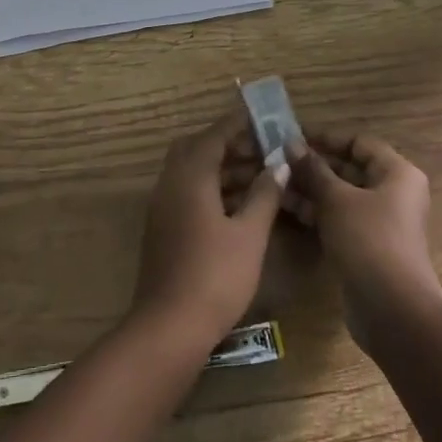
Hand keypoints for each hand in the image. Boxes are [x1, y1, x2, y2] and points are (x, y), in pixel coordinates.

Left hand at [130, 108, 288, 347]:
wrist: (169, 326)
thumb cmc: (216, 276)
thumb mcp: (250, 234)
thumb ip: (264, 194)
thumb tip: (278, 164)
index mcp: (190, 178)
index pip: (214, 136)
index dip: (238, 123)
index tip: (262, 115)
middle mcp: (170, 184)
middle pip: (197, 149)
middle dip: (229, 145)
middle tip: (261, 149)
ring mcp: (163, 207)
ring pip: (191, 172)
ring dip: (222, 168)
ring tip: (260, 175)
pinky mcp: (163, 227)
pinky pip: (187, 192)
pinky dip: (212, 188)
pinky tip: (239, 205)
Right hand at [286, 132, 438, 334]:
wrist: (392, 309)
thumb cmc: (368, 240)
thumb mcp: (336, 199)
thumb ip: (313, 170)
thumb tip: (291, 144)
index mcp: (397, 174)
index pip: (359, 143)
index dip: (327, 139)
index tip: (293, 137)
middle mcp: (393, 194)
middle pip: (350, 169)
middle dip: (314, 165)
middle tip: (278, 160)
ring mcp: (380, 222)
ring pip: (341, 196)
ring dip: (310, 188)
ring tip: (275, 182)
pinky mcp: (367, 246)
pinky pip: (339, 219)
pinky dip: (317, 211)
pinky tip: (287, 207)